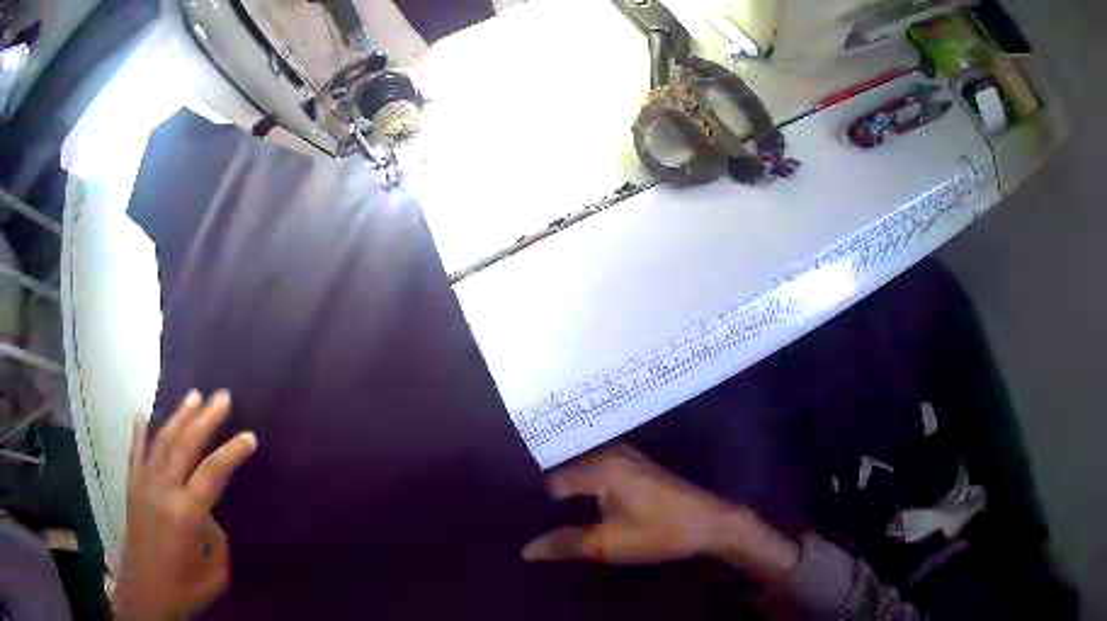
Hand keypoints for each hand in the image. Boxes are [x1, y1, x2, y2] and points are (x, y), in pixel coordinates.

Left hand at [112, 391, 257, 620]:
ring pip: (161, 442)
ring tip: (193, 396)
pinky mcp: (132, 488)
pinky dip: (139, 433)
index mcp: (185, 514)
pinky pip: (135, 454)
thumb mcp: (215, 574)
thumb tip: (209, 513)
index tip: (249, 437)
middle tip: (222, 397)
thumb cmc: (183, 588)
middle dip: (205, 419)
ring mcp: (144, 485)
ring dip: (178, 417)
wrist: (144, 593)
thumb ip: (217, 539)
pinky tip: (142, 414)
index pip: (212, 474)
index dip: (232, 453)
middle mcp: (162, 491)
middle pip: (185, 445)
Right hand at [522, 445, 799, 583]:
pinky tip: (576, 507)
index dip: (531, 501)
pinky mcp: (635, 465)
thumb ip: (565, 544)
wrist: (712, 523)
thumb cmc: (660, 531)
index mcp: (600, 467)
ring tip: (543, 515)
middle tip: (524, 519)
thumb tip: (524, 550)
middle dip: (546, 496)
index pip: (550, 480)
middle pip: (565, 472)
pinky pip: (596, 472)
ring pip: (581, 471)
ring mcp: (625, 456)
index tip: (513, 518)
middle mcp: (609, 453)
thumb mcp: (609, 544)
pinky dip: (583, 488)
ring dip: (566, 492)